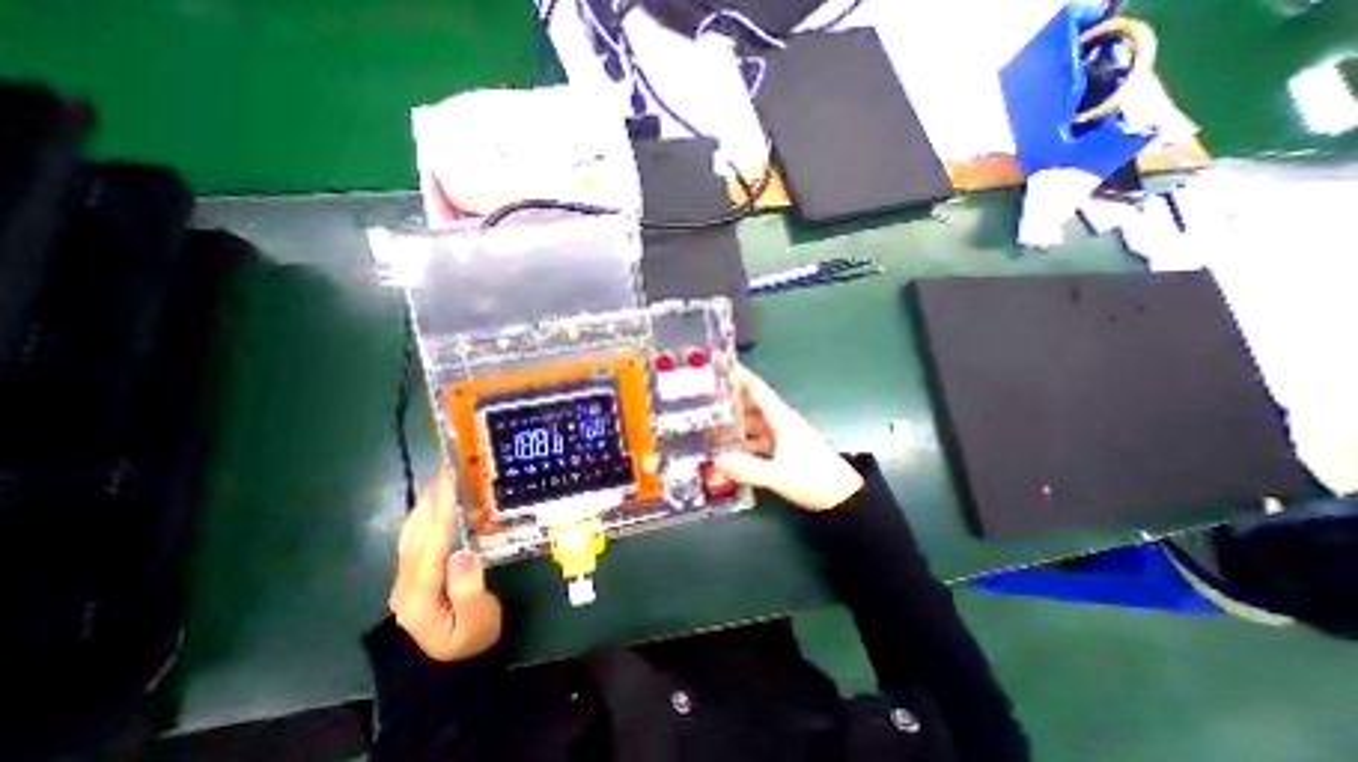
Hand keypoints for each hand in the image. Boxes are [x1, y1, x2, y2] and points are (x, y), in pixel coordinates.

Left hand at [389, 471, 501, 659]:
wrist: (452, 665)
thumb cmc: (472, 640)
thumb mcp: (478, 621)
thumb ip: (469, 588)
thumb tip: (463, 552)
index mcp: (419, 595)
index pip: (430, 544)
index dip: (441, 510)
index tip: (452, 480)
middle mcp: (404, 583)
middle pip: (417, 532)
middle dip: (434, 497)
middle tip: (451, 464)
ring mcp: (405, 579)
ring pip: (412, 532)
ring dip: (428, 501)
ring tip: (445, 474)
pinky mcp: (412, 574)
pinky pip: (415, 536)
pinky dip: (426, 513)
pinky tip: (435, 500)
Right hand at [714, 365, 863, 511]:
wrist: (843, 497)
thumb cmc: (814, 478)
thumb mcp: (779, 474)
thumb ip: (748, 468)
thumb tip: (718, 460)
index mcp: (781, 417)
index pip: (756, 387)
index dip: (738, 373)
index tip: (720, 360)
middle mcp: (780, 421)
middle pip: (752, 402)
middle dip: (730, 395)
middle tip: (704, 393)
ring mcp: (782, 435)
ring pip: (754, 420)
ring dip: (735, 419)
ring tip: (710, 419)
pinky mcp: (784, 448)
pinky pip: (758, 438)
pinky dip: (743, 439)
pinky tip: (729, 448)